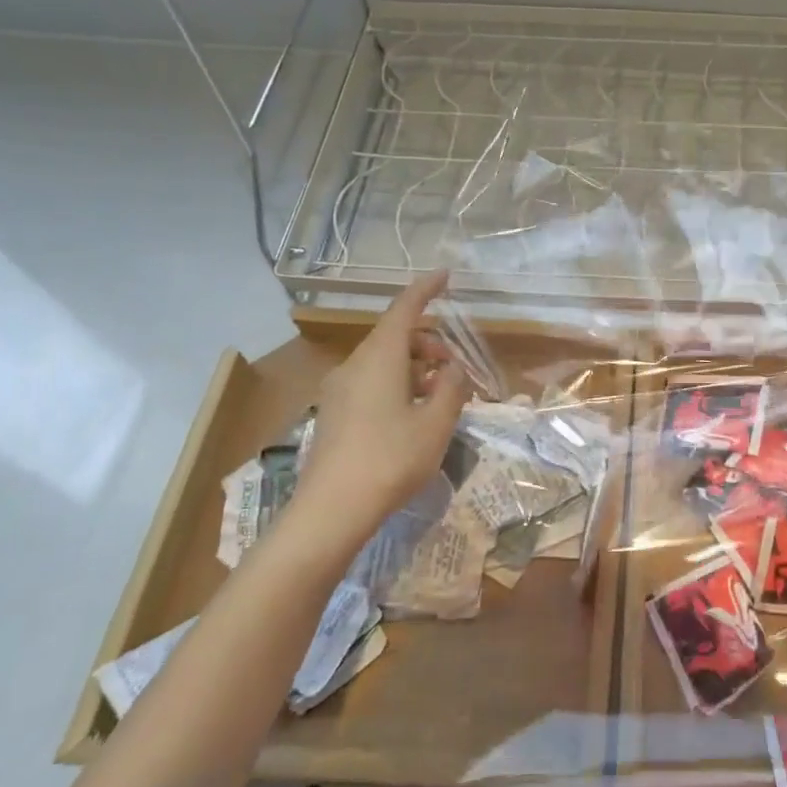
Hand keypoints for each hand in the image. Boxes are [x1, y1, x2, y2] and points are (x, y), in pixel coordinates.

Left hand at [298, 269, 471, 530]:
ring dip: (414, 368)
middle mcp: (354, 366)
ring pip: (382, 362)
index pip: (404, 309)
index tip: (445, 275)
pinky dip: (397, 385)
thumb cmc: (391, 459)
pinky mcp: (333, 414)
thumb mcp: (436, 423)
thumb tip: (452, 369)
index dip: (426, 289)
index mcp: (379, 358)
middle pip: (394, 337)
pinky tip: (413, 415)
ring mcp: (338, 391)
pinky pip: (370, 383)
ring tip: (440, 397)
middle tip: (455, 370)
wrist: (331, 510)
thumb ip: (451, 388)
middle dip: (428, 343)